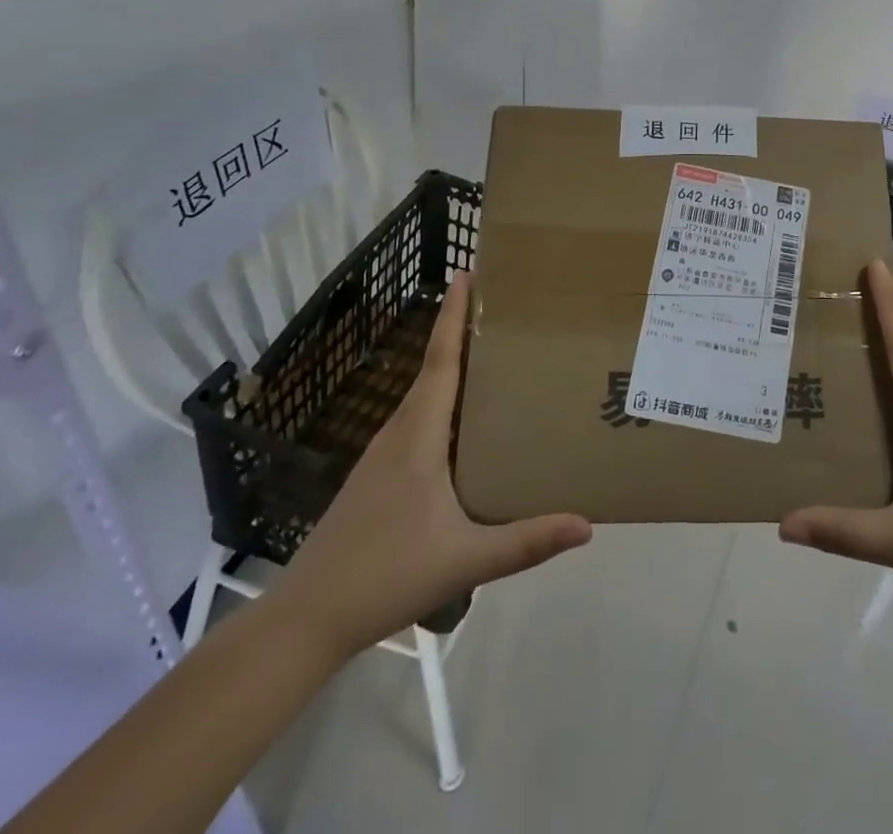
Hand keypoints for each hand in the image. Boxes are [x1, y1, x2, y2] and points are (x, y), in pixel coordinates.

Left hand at [271, 273, 591, 661]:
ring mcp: (383, 455)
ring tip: (494, 359)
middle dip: (462, 333)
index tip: (466, 273)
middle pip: (434, 369)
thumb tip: (587, 524)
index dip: (452, 316)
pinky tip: (464, 426)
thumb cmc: (385, 575)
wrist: (306, 620)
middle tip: (503, 310)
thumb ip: (526, 541)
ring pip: (424, 398)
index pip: (440, 361)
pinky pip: (418, 421)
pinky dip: (443, 403)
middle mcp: (398, 433)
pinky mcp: (378, 476)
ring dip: (452, 368)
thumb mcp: (465, 559)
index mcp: (418, 435)